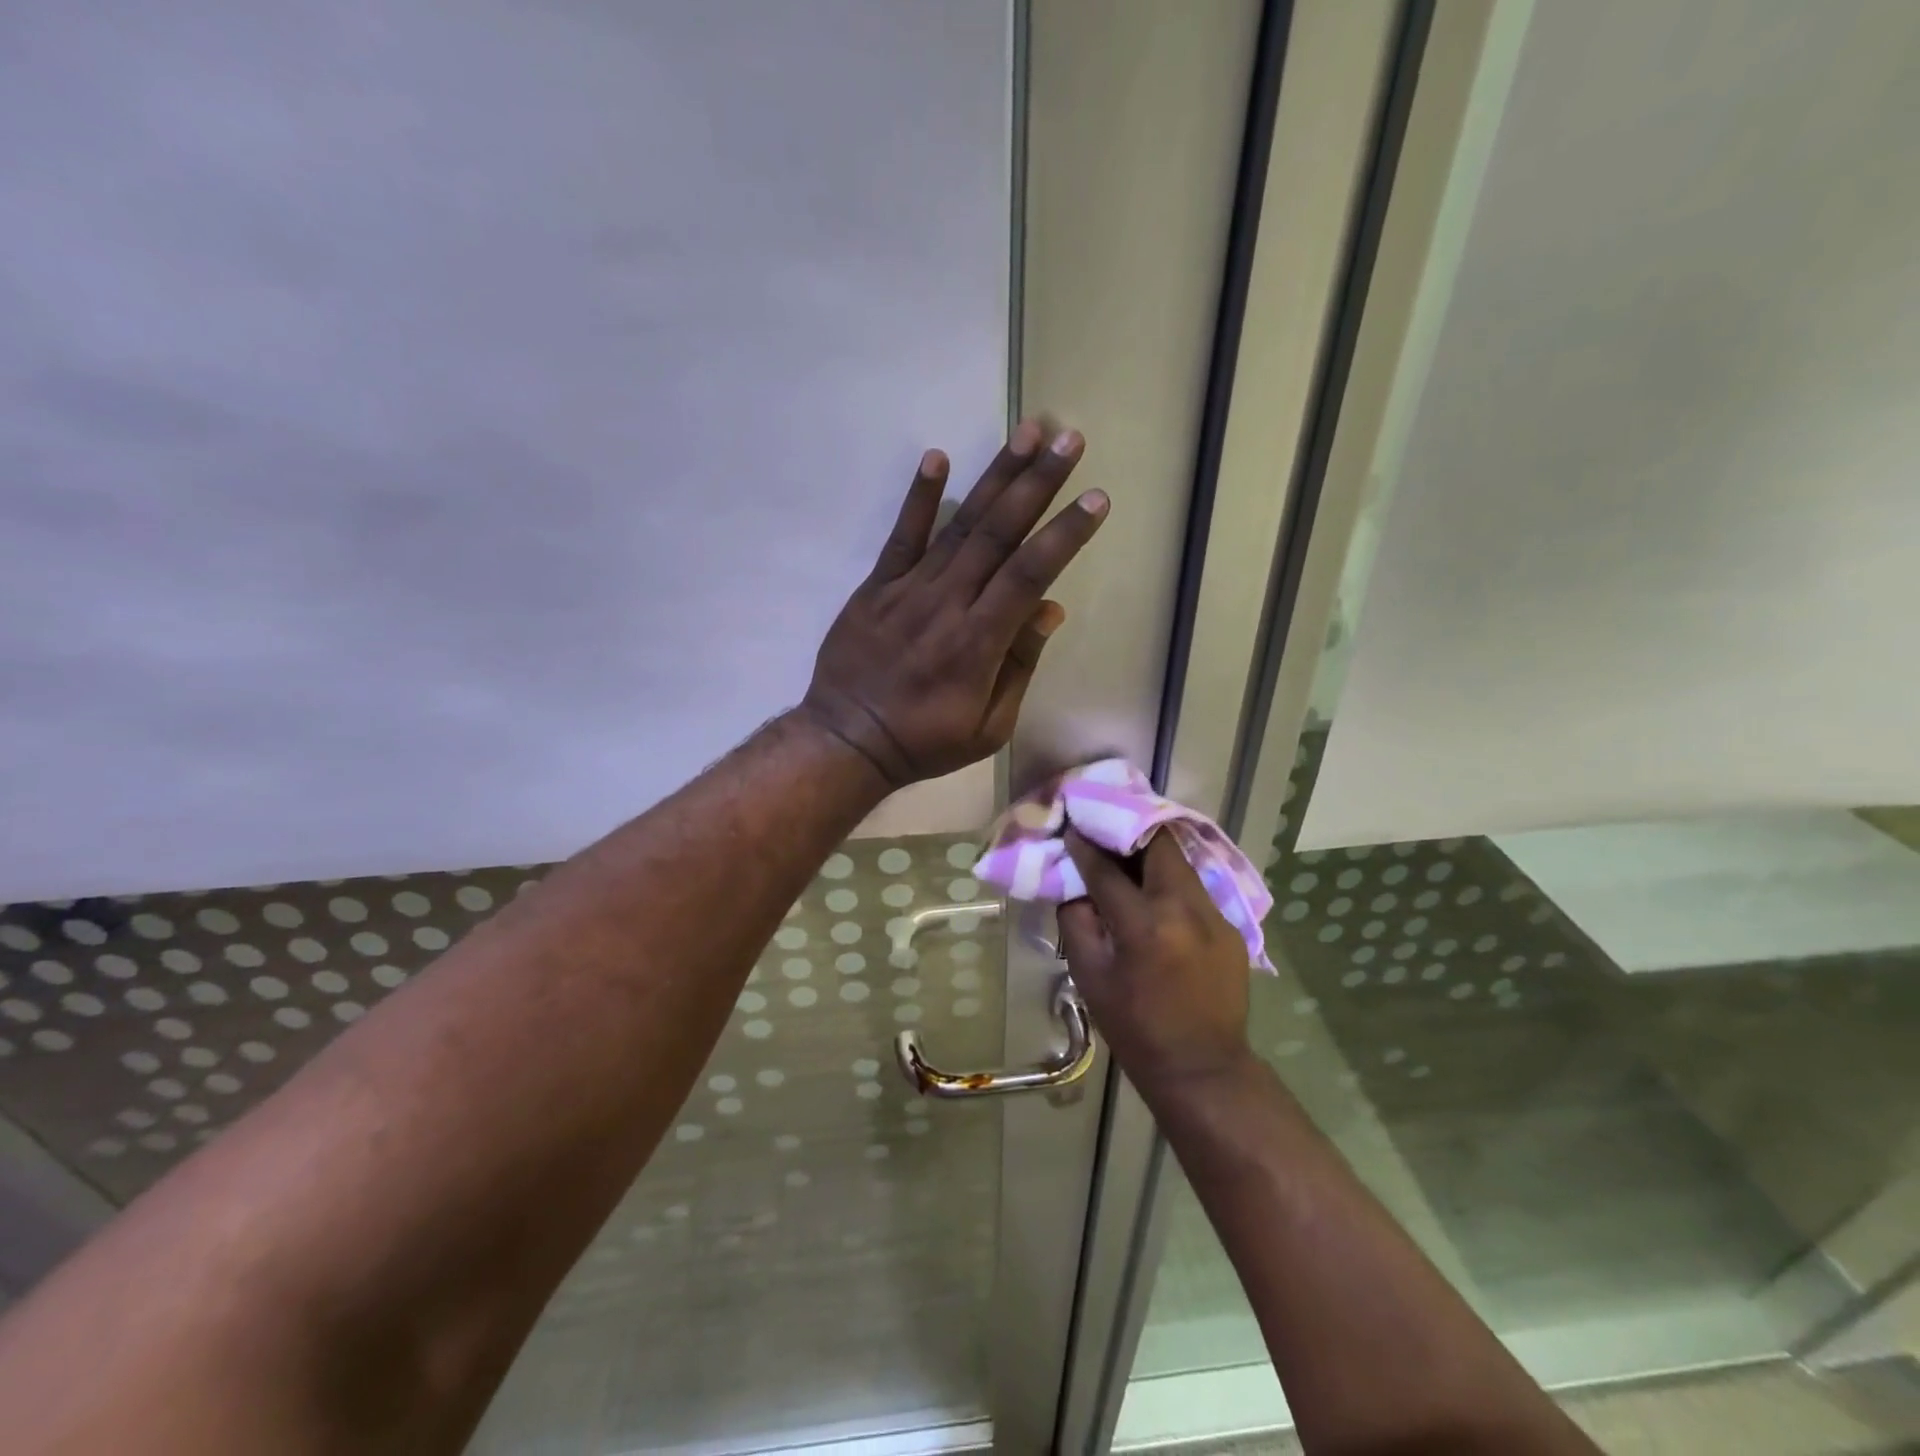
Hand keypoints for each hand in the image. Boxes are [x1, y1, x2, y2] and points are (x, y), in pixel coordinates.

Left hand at [801, 419, 1106, 787]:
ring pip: (959, 525)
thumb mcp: (989, 726)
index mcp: (979, 643)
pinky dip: (919, 498)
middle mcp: (947, 604)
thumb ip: (1019, 666)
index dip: (1064, 535)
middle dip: (1038, 483)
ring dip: (995, 477)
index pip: (1029, 575)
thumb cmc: (926, 741)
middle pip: (998, 534)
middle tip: (1068, 438)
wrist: (849, 740)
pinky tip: (937, 457)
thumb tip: (1048, 608)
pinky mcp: (876, 587)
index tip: (1095, 499)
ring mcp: (908, 590)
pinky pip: (901, 537)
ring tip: (1027, 432)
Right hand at [1059, 829, 1253, 1094]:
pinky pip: (1194, 888)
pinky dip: (1169, 881)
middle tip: (1105, 831)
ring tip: (1127, 855)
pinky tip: (1155, 894)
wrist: (1203, 1069)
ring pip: (1179, 862)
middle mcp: (1185, 909)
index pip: (1107, 870)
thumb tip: (1075, 886)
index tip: (1072, 827)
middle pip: (1157, 845)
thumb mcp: (1090, 978)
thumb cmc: (1136, 1028)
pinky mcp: (1229, 926)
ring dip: (1151, 853)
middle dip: (1127, 833)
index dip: (1085, 847)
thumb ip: (1077, 923)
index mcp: (1145, 926)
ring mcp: (1214, 915)